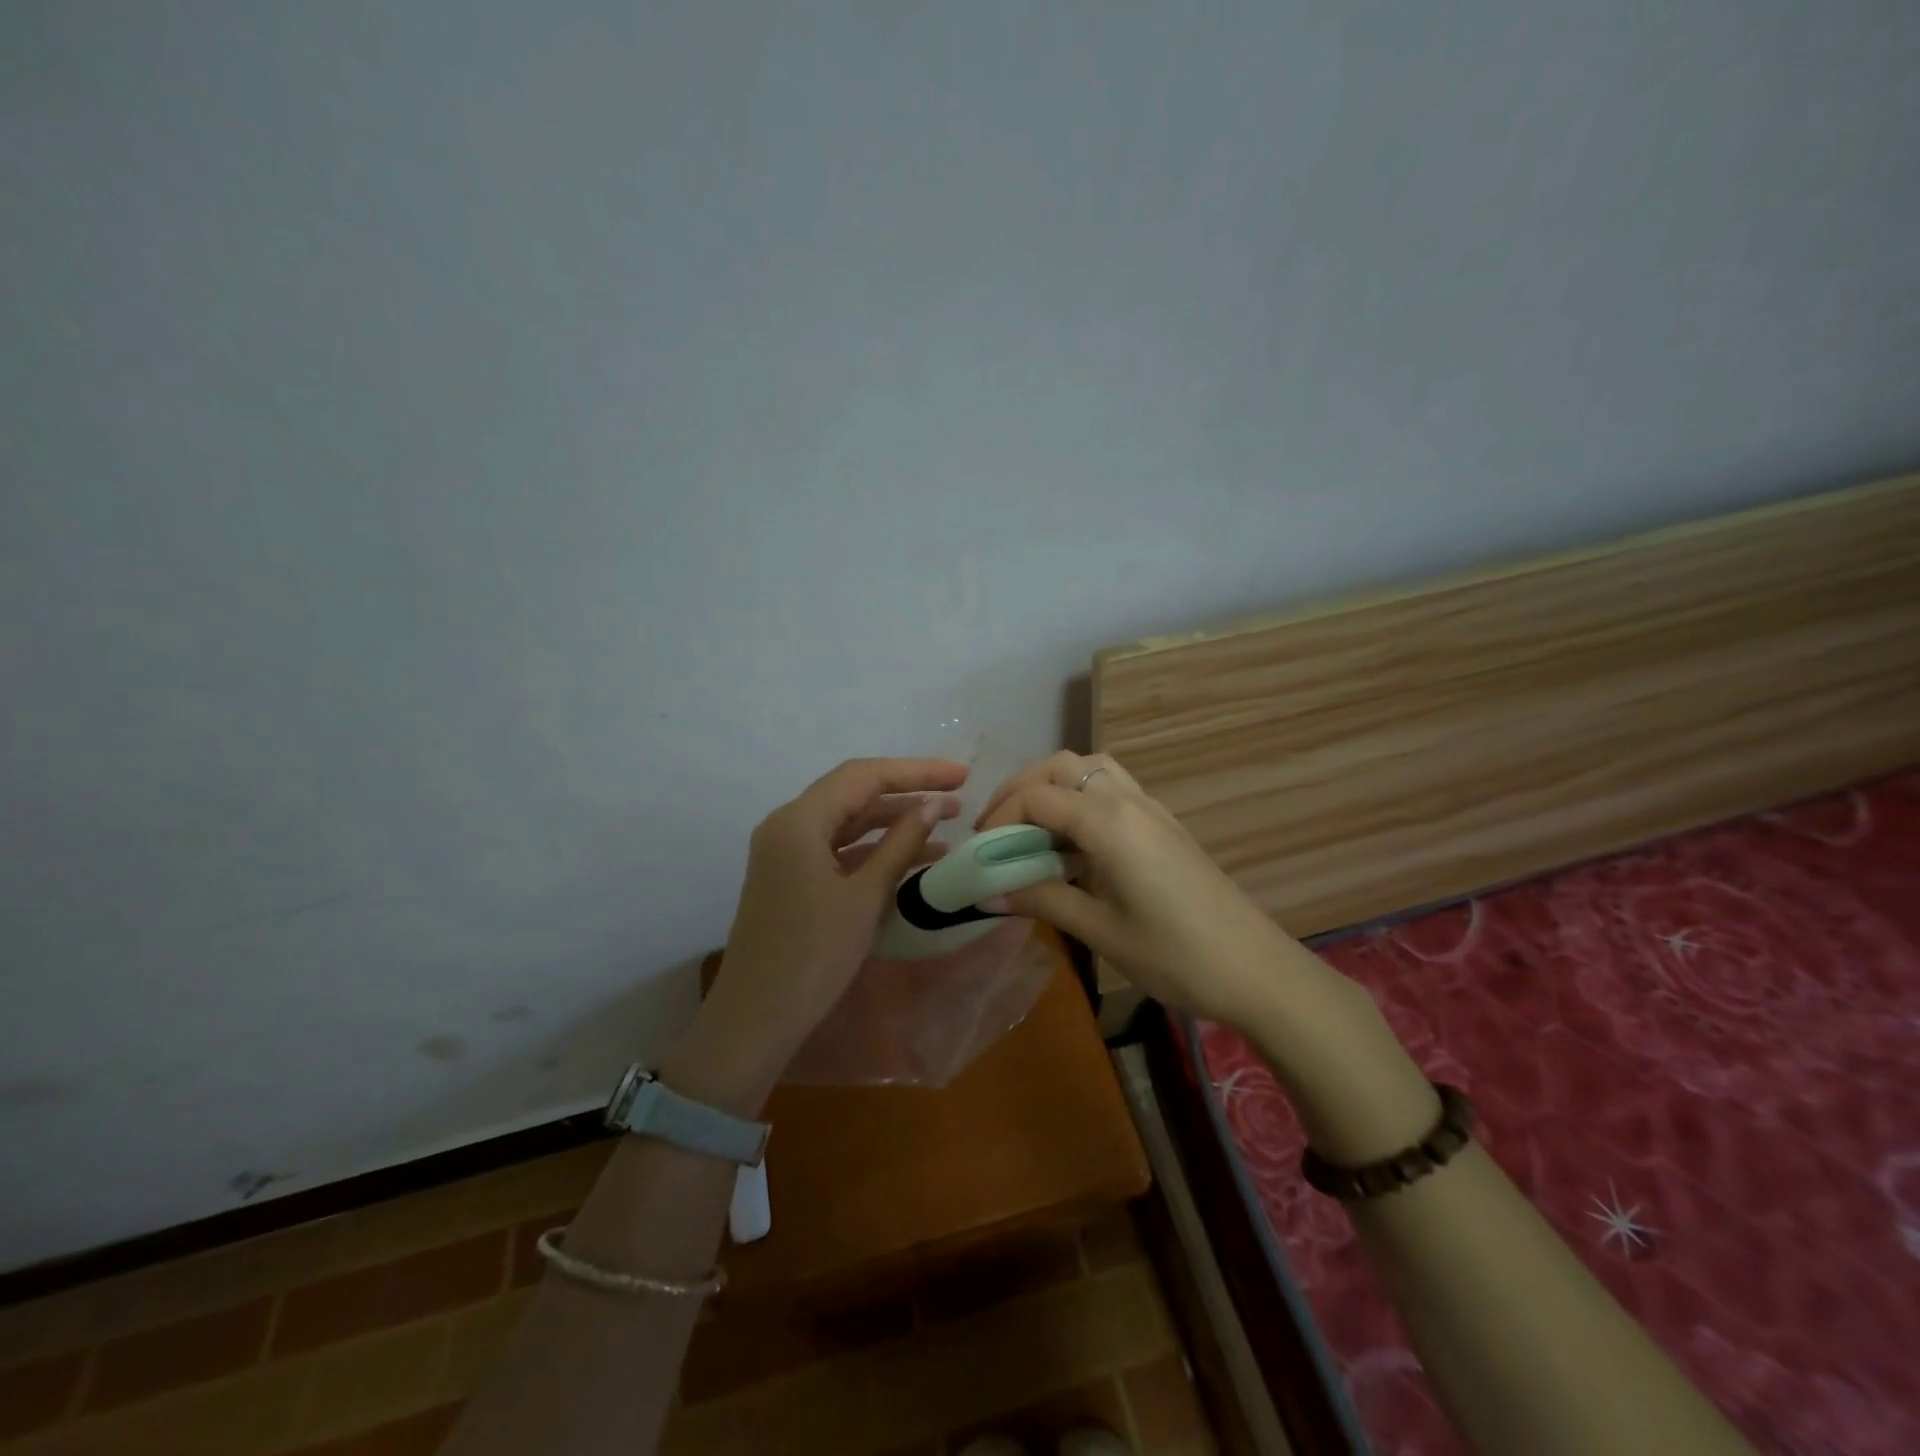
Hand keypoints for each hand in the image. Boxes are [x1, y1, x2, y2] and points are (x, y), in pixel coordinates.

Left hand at [662, 757, 966, 1112]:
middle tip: (958, 792)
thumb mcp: (865, 896)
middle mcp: (787, 824)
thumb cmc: (814, 956)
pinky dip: (873, 847)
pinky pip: (837, 846)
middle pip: (854, 791)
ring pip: (847, 819)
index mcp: (799, 820)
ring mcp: (785, 850)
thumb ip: (901, 843)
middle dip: (907, 790)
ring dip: (893, 819)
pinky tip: (913, 854)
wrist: (756, 1019)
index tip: (962, 774)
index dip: (917, 771)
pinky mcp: (790, 874)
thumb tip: (935, 804)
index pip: (865, 776)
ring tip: (946, 820)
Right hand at [975, 751, 1321, 1029]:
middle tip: (997, 830)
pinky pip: (1111, 786)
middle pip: (1061, 766)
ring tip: (1030, 828)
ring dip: (1052, 786)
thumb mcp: (1099, 930)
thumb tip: (987, 892)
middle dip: (1020, 790)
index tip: (981, 853)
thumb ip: (1041, 900)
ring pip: (1089, 767)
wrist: (1255, 969)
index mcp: (1108, 821)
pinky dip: (1080, 797)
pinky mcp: (1163, 822)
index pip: (1037, 797)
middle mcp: (1128, 799)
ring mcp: (1150, 807)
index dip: (999, 819)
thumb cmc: (1174, 954)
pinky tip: (1072, 842)